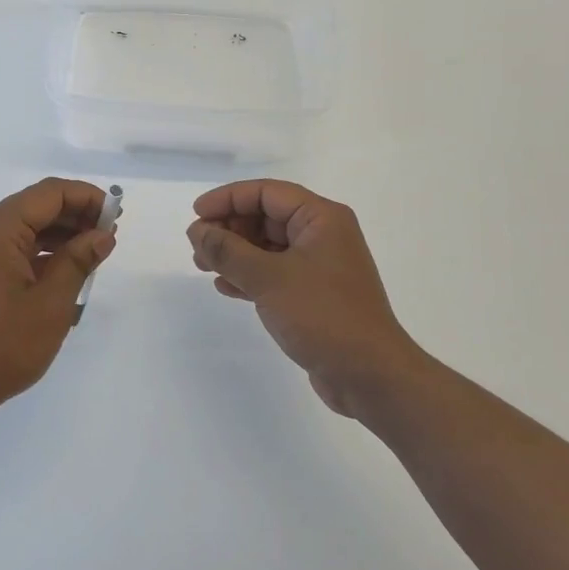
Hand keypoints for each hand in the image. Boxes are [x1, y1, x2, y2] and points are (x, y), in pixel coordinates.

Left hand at [0, 178, 115, 424]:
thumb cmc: (0, 346)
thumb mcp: (50, 304)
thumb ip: (78, 262)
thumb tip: (102, 234)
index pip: (50, 193)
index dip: (86, 197)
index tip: (116, 215)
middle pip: (36, 206)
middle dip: (76, 215)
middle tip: (110, 236)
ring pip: (26, 228)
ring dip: (61, 235)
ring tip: (94, 254)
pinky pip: (14, 249)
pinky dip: (43, 253)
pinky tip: (66, 272)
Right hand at [188, 180, 422, 417]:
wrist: (371, 376)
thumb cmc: (323, 316)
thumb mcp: (268, 278)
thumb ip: (227, 250)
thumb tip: (197, 230)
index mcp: (322, 218)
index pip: (267, 192)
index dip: (228, 198)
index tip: (197, 214)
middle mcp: (323, 235)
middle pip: (266, 216)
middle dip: (229, 228)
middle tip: (197, 246)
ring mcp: (320, 266)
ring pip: (267, 246)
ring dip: (234, 253)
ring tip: (202, 266)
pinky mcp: (315, 294)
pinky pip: (274, 272)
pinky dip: (249, 275)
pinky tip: (225, 287)